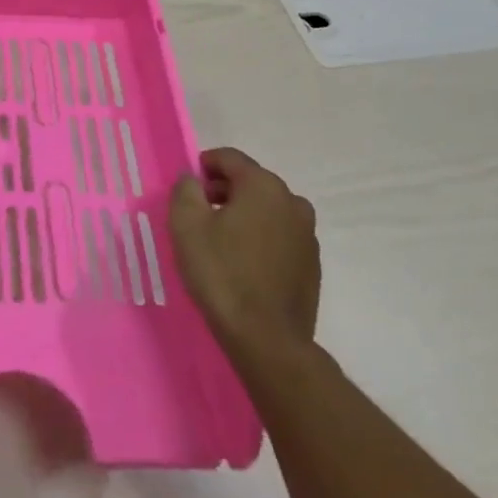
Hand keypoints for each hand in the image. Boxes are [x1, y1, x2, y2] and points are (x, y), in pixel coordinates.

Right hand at [170, 147, 320, 364]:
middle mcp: (292, 202)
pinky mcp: (312, 264)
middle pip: (251, 182)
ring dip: (243, 214)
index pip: (229, 158)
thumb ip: (185, 190)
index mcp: (263, 186)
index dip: (204, 165)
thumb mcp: (186, 225)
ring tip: (219, 241)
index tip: (187, 186)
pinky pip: (280, 236)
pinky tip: (243, 263)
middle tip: (198, 213)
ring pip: (267, 210)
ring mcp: (307, 234)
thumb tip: (191, 178)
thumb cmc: (221, 273)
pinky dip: (260, 238)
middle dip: (223, 190)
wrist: (267, 339)